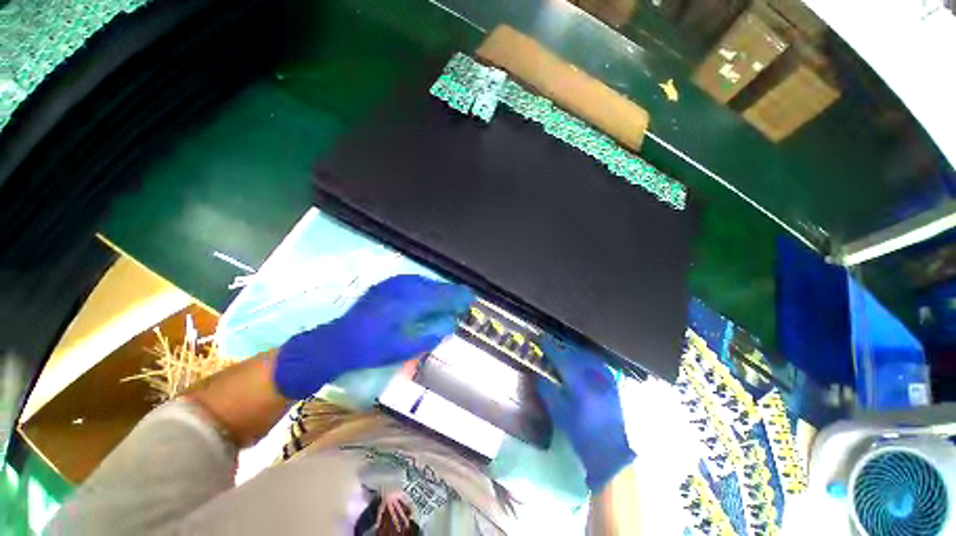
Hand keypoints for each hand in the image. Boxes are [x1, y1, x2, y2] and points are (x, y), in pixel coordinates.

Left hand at [274, 275, 472, 398]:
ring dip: (438, 290)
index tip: (471, 299)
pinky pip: (413, 282)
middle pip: (435, 286)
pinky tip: (427, 295)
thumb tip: (450, 323)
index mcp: (409, 303)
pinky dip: (425, 287)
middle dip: (450, 293)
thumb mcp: (405, 347)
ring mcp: (393, 284)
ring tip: (447, 299)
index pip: (442, 296)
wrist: (337, 342)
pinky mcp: (386, 285)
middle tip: (462, 300)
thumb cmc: (372, 349)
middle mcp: (403, 288)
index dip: (458, 297)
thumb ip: (431, 333)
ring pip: (425, 282)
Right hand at [536, 338, 634, 492]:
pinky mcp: (613, 382)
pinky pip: (596, 362)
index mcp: (579, 383)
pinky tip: (580, 363)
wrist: (612, 452)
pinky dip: (585, 359)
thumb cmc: (582, 434)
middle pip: (574, 353)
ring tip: (563, 355)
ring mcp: (606, 378)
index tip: (539, 339)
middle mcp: (594, 375)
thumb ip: (547, 390)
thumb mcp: (559, 413)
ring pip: (586, 355)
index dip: (549, 346)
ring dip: (572, 352)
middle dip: (560, 348)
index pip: (561, 357)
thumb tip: (538, 374)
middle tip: (549, 348)